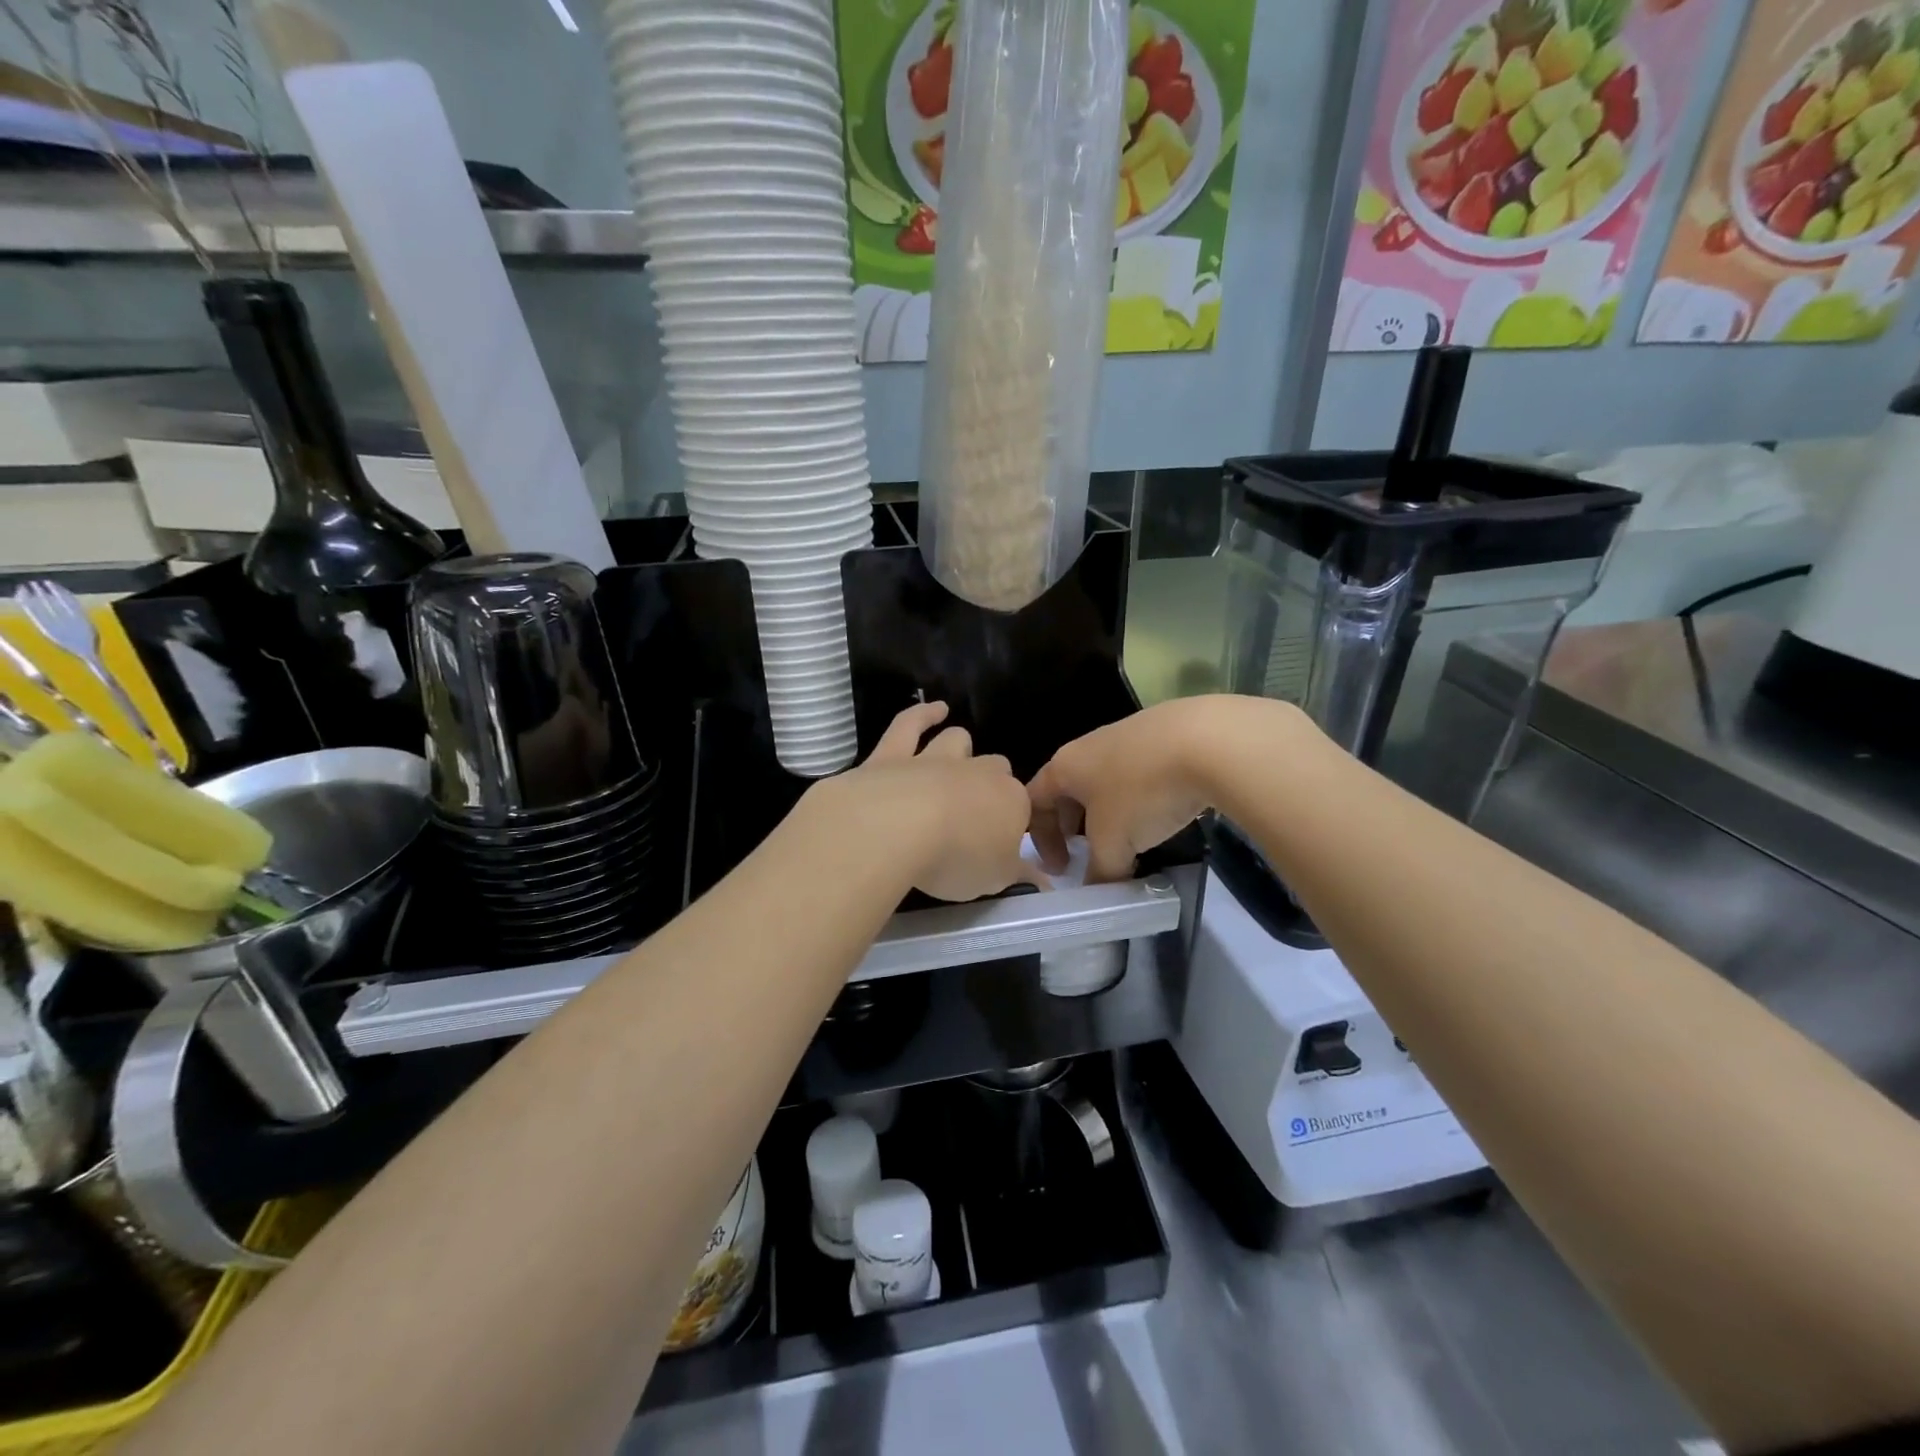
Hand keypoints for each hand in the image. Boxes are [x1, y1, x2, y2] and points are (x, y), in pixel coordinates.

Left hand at [826, 701, 1045, 902]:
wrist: (897, 828)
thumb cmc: (956, 858)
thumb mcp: (996, 879)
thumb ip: (1020, 875)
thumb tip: (1044, 882)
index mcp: (1011, 801)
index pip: (1024, 808)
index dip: (1016, 825)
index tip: (1006, 846)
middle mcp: (978, 772)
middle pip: (995, 769)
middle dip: (991, 783)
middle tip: (978, 811)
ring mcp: (935, 758)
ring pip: (957, 741)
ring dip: (960, 746)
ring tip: (959, 754)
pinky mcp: (892, 754)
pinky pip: (910, 725)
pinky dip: (922, 715)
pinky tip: (933, 710)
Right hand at [1028, 697, 1290, 881]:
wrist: (1209, 740)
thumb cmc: (1143, 792)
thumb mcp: (1114, 843)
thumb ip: (1100, 871)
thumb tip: (1101, 890)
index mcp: (1065, 766)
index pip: (1034, 802)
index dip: (1039, 839)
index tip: (1060, 870)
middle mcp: (1088, 746)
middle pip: (1067, 790)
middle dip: (1072, 826)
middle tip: (1088, 856)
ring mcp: (1126, 736)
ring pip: (1104, 782)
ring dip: (1108, 814)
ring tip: (1128, 839)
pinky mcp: (1163, 735)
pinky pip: (1138, 772)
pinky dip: (1139, 798)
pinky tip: (1162, 813)